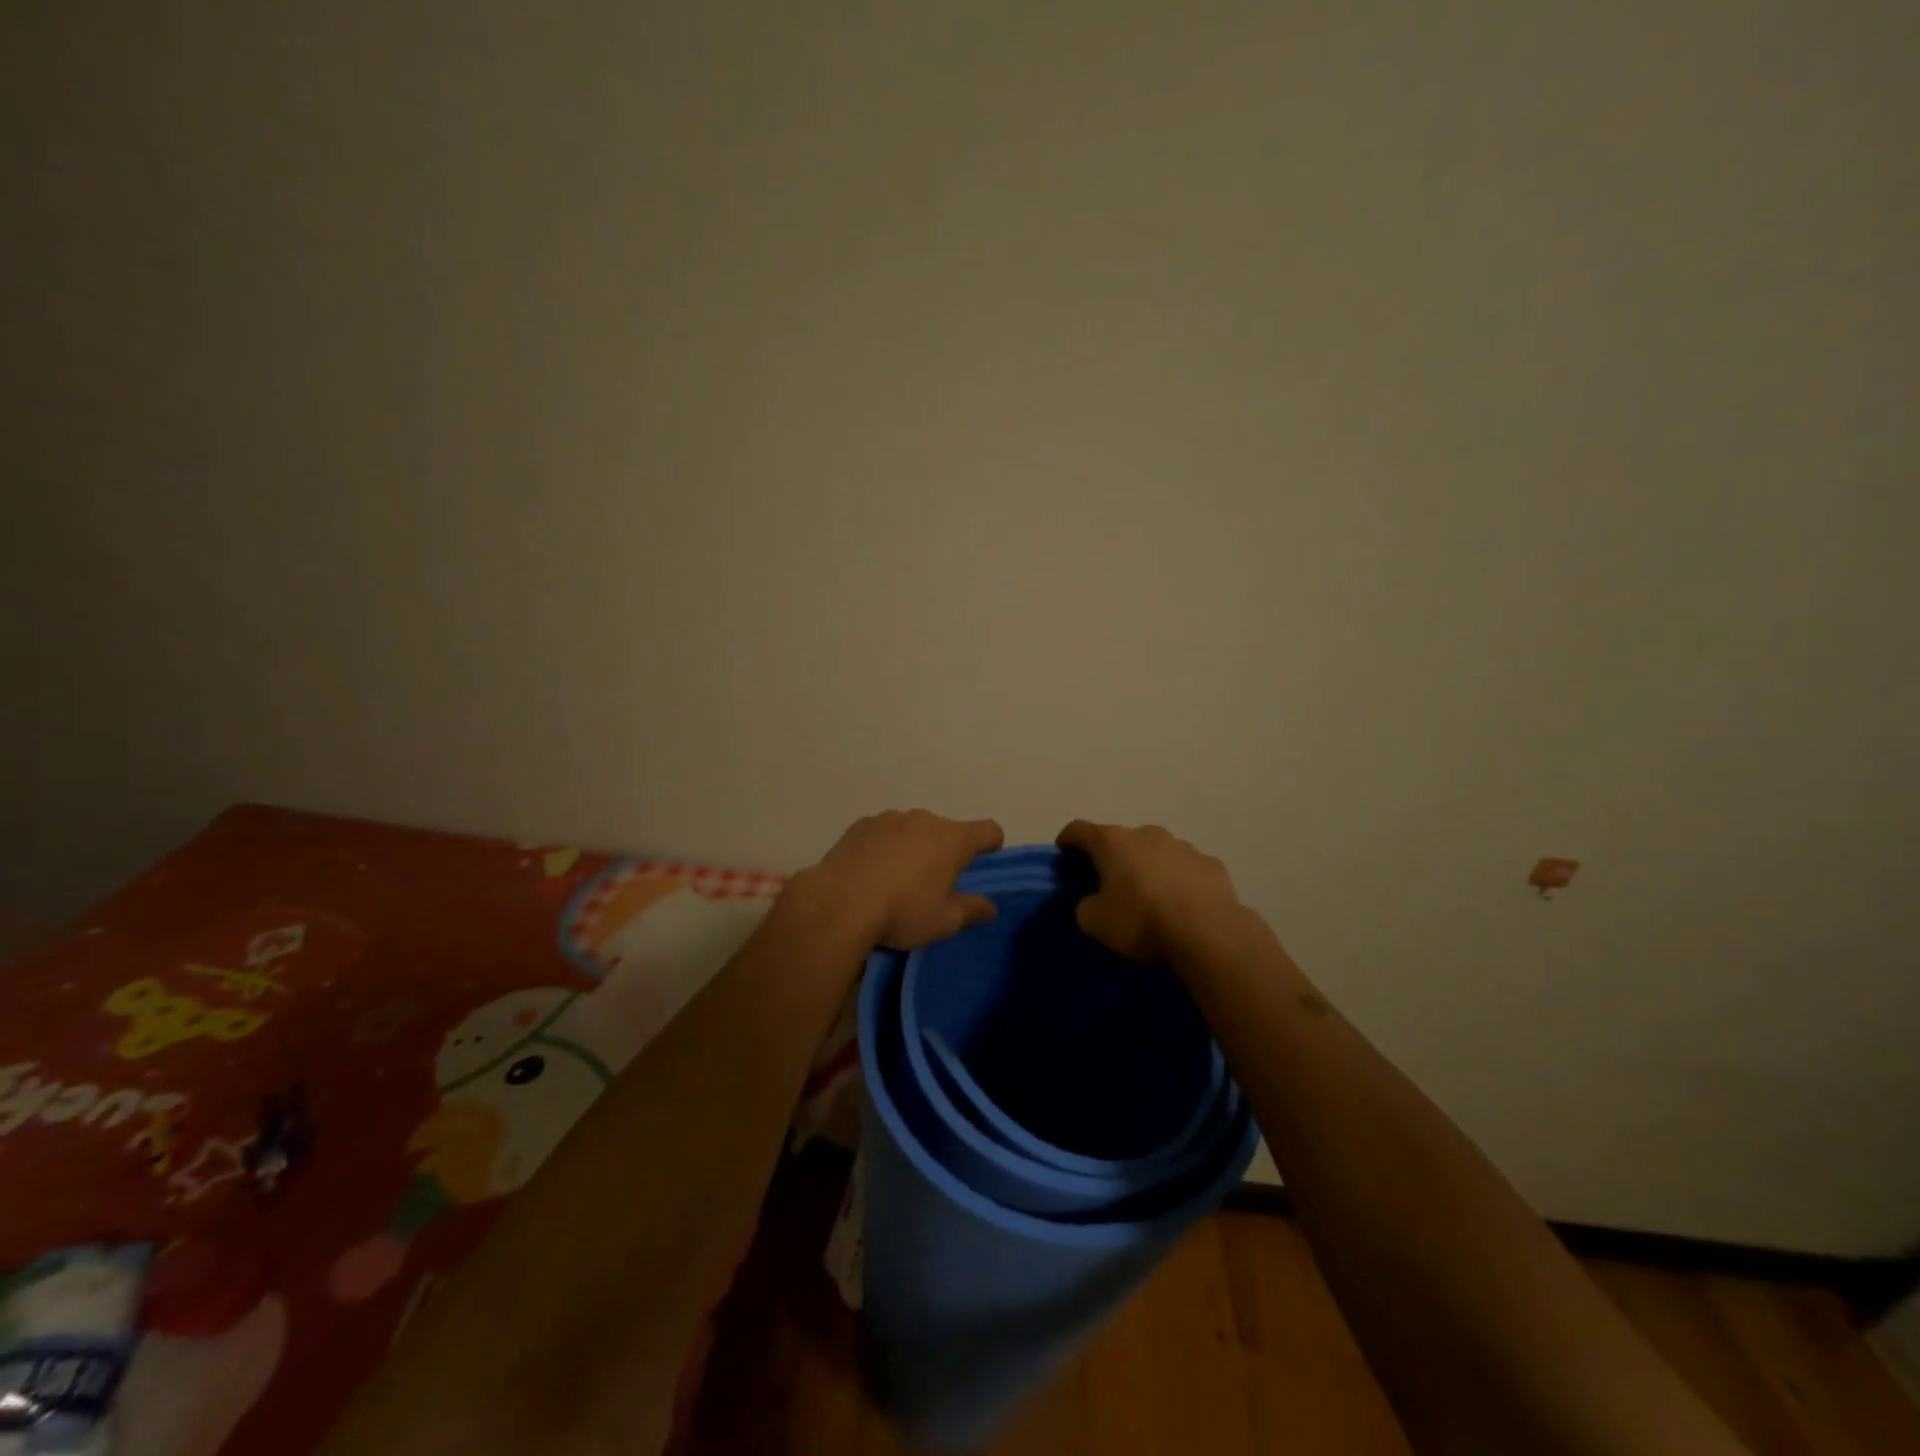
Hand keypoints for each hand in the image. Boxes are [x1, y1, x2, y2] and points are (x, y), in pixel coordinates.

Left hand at [800, 810, 1004, 949]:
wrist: (839, 903)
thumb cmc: (902, 912)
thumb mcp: (944, 921)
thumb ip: (972, 910)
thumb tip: (991, 907)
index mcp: (953, 839)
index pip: (988, 830)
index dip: (992, 844)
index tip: (984, 861)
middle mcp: (925, 819)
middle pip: (947, 830)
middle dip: (945, 851)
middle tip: (933, 884)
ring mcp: (890, 818)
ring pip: (913, 829)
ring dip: (913, 847)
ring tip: (896, 880)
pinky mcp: (861, 824)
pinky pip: (883, 833)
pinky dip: (884, 846)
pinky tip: (870, 872)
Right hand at [1056, 820, 1244, 963]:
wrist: (1208, 933)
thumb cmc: (1142, 921)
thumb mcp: (1095, 922)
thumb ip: (1085, 906)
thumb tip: (1092, 901)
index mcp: (1112, 842)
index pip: (1079, 829)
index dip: (1067, 840)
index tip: (1063, 853)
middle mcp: (1147, 833)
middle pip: (1120, 839)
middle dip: (1112, 857)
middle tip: (1109, 883)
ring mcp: (1182, 846)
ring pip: (1156, 851)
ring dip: (1148, 867)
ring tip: (1150, 897)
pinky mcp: (1211, 863)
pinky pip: (1185, 868)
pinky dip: (1178, 880)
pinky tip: (1182, 905)